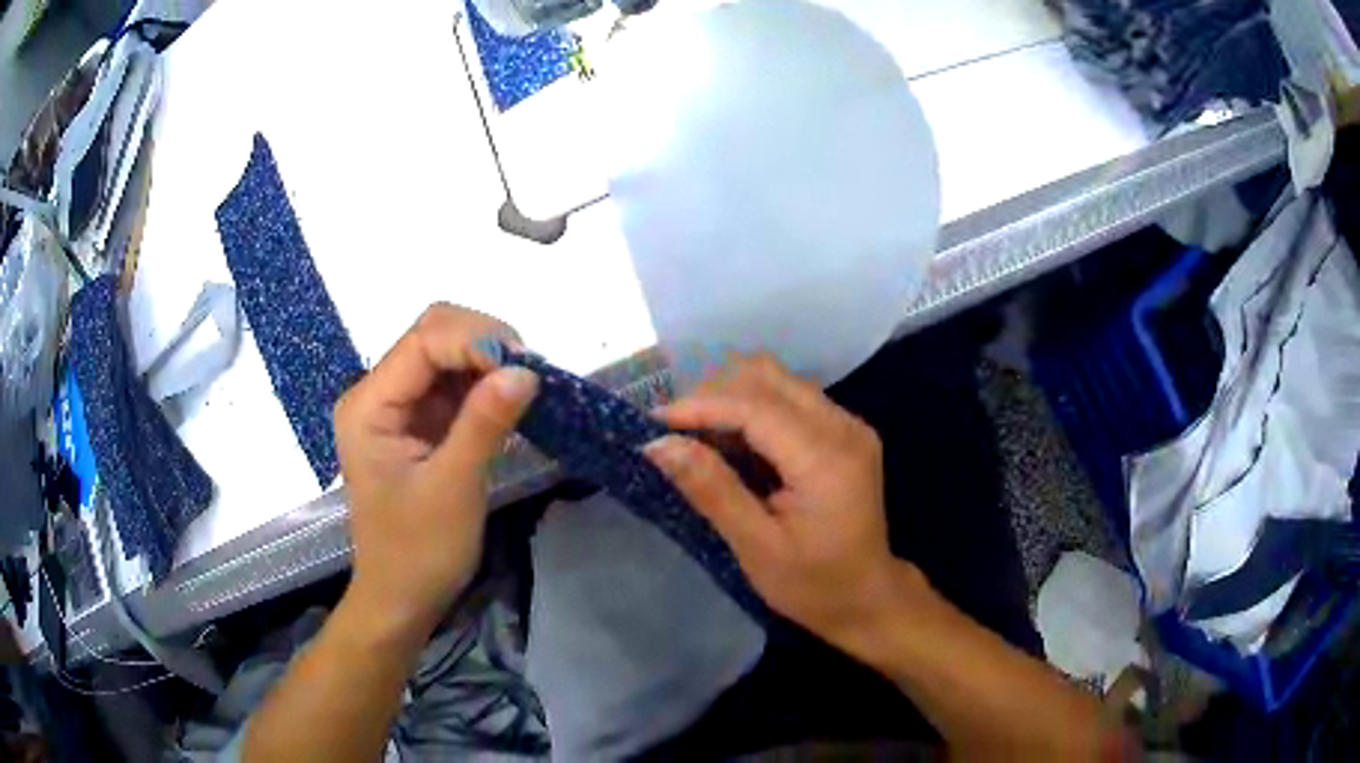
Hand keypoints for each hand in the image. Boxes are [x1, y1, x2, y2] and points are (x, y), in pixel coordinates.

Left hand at [333, 304, 537, 638]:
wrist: (401, 599)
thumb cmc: (418, 552)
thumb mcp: (453, 489)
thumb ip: (484, 424)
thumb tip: (526, 370)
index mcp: (369, 405)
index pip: (424, 340)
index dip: (476, 340)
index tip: (526, 368)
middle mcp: (378, 393)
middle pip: (433, 333)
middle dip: (483, 342)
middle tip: (529, 375)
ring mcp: (398, 405)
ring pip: (447, 352)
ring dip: (489, 361)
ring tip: (527, 388)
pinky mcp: (418, 422)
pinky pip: (454, 383)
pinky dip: (486, 384)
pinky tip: (509, 402)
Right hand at [645, 356, 917, 651]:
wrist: (868, 598)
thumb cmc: (814, 585)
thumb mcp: (757, 547)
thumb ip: (713, 490)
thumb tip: (659, 444)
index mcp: (827, 459)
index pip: (755, 406)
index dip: (700, 406)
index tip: (653, 422)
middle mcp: (844, 427)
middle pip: (768, 378)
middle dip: (713, 394)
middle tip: (674, 431)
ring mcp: (849, 425)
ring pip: (779, 381)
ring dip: (732, 398)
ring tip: (696, 435)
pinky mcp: (845, 430)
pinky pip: (791, 399)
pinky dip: (753, 409)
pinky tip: (731, 442)